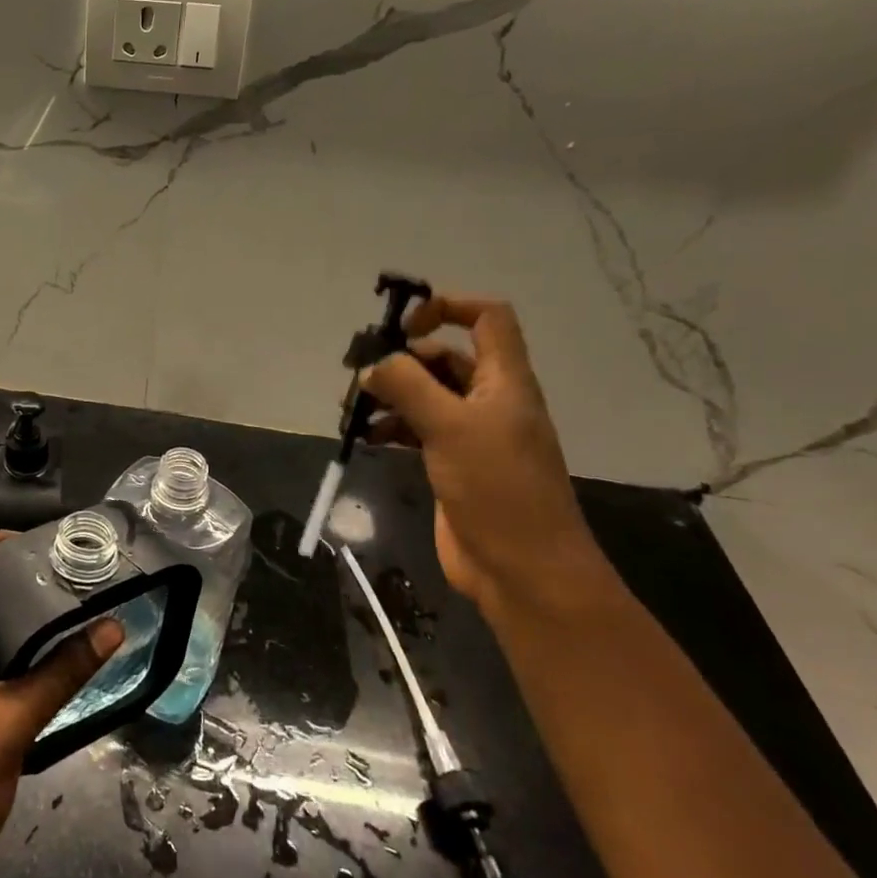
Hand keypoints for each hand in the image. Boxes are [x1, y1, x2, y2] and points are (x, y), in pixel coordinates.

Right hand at [359, 293, 605, 613]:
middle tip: (359, 375)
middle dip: (401, 360)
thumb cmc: (497, 489)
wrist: (523, 570)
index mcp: (504, 381)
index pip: (488, 318)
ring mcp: (471, 434)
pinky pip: (417, 429)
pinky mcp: (453, 463)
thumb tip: (373, 366)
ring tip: (353, 411)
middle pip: (445, 357)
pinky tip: (368, 439)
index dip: (447, 307)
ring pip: (426, 395)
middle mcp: (490, 400)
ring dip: (390, 395)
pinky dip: (391, 426)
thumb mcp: (451, 427)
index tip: (404, 328)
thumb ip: (409, 386)